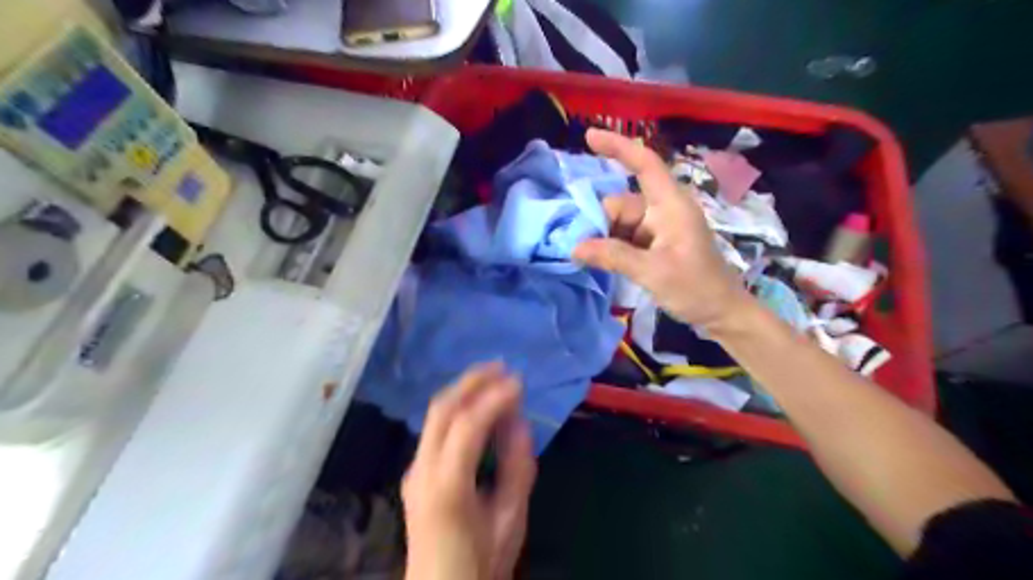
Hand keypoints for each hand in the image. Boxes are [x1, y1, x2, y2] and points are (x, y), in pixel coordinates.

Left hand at [401, 362, 535, 579]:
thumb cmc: (480, 563)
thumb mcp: (511, 519)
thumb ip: (517, 468)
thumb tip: (519, 423)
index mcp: (447, 486)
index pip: (467, 426)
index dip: (493, 398)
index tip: (519, 381)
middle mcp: (422, 470)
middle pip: (442, 409)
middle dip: (471, 381)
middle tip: (501, 365)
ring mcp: (413, 469)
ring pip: (435, 414)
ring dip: (463, 390)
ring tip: (492, 375)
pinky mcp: (415, 472)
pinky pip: (435, 428)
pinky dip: (458, 407)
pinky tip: (477, 404)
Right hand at [574, 129, 751, 330]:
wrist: (722, 313)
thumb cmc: (696, 288)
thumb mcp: (653, 272)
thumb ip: (613, 256)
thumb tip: (574, 247)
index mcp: (671, 205)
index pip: (644, 164)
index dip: (618, 147)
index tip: (588, 136)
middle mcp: (663, 210)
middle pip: (621, 203)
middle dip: (600, 223)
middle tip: (584, 251)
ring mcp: (659, 228)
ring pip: (619, 223)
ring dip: (605, 239)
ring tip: (596, 263)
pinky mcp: (655, 244)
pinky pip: (625, 237)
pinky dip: (612, 248)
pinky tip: (604, 264)